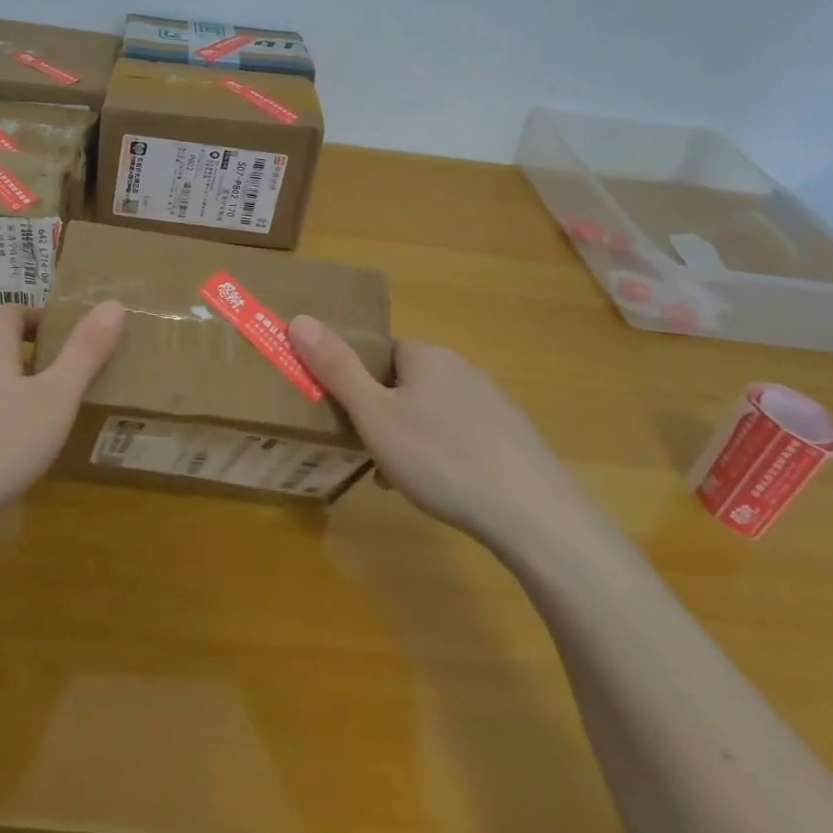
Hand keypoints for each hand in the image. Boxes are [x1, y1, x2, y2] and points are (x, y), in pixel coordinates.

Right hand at [289, 317, 606, 561]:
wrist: (532, 514)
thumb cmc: (440, 457)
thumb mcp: (374, 415)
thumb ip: (336, 368)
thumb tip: (299, 318)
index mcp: (426, 356)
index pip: (380, 354)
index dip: (358, 383)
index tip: (350, 419)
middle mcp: (461, 369)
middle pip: (404, 384)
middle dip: (383, 416)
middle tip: (371, 453)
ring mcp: (492, 404)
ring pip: (432, 414)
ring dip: (411, 439)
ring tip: (403, 480)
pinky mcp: (512, 439)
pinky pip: (461, 438)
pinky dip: (443, 457)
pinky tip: (443, 491)